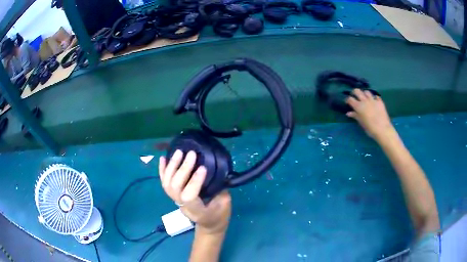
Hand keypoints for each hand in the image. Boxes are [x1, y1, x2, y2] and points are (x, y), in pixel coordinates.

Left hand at [159, 150, 231, 234]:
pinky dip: (162, 169)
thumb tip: (216, 170)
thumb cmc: (219, 216)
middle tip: (192, 154)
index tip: (203, 168)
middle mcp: (183, 206)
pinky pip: (164, 183)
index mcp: (197, 211)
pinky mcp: (174, 195)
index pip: (189, 196)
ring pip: (167, 183)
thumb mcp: (225, 205)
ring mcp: (176, 200)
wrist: (209, 225)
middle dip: (182, 169)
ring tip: (179, 152)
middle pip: (175, 187)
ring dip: (172, 166)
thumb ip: (219, 189)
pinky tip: (163, 157)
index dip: (194, 181)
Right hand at [346, 89, 393, 140]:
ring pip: (366, 92)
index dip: (348, 100)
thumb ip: (355, 116)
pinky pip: (376, 96)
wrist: (383, 129)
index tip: (347, 102)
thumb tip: (348, 113)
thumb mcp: (361, 123)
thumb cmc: (370, 128)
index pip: (350, 99)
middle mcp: (365, 101)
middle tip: (355, 97)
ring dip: (364, 94)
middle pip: (357, 91)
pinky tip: (374, 101)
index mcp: (359, 106)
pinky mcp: (380, 101)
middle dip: (355, 92)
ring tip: (365, 98)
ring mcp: (373, 100)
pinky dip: (374, 98)